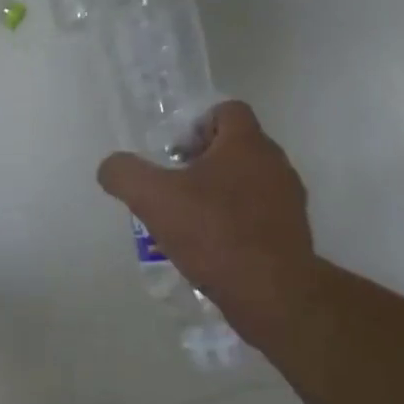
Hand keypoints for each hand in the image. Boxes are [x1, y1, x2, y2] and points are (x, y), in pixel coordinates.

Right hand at [96, 101, 318, 317]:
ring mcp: (288, 199)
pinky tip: (212, 246)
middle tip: (174, 186)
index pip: (228, 110)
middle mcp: (274, 163)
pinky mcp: (292, 232)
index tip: (174, 153)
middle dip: (203, 161)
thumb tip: (111, 167)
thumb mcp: (152, 198)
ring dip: (219, 192)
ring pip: (248, 181)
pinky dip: (236, 220)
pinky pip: (258, 213)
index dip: (197, 124)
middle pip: (236, 146)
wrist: (271, 292)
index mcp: (246, 143)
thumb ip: (124, 174)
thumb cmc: (213, 232)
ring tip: (190, 220)